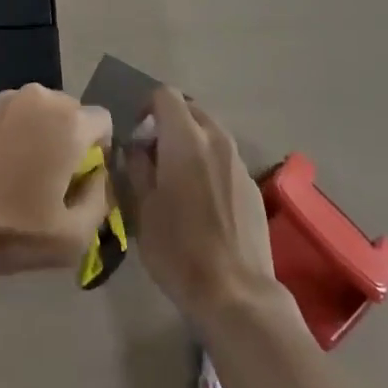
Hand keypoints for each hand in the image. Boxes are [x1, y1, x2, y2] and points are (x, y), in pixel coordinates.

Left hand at [0, 83, 112, 283]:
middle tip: (48, 178)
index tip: (80, 180)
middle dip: (67, 139)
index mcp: (68, 123)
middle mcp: (38, 98)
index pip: (103, 121)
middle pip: (68, 111)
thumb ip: (101, 199)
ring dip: (35, 133)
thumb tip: (98, 176)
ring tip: (14, 172)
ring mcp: (0, 99)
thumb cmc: (11, 231)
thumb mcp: (75, 237)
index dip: (98, 151)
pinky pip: (3, 114)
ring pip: (34, 110)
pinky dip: (4, 133)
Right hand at [125, 88, 278, 323]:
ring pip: (210, 133)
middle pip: (191, 109)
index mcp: (185, 138)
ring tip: (176, 177)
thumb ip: (137, 167)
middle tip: (153, 154)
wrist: (236, 293)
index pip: (165, 95)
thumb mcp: (143, 208)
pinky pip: (225, 158)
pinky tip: (202, 200)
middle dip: (169, 122)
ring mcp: (238, 162)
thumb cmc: (179, 249)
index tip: (136, 135)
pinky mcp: (252, 185)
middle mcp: (216, 139)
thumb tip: (136, 148)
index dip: (146, 107)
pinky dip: (209, 163)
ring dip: (190, 141)